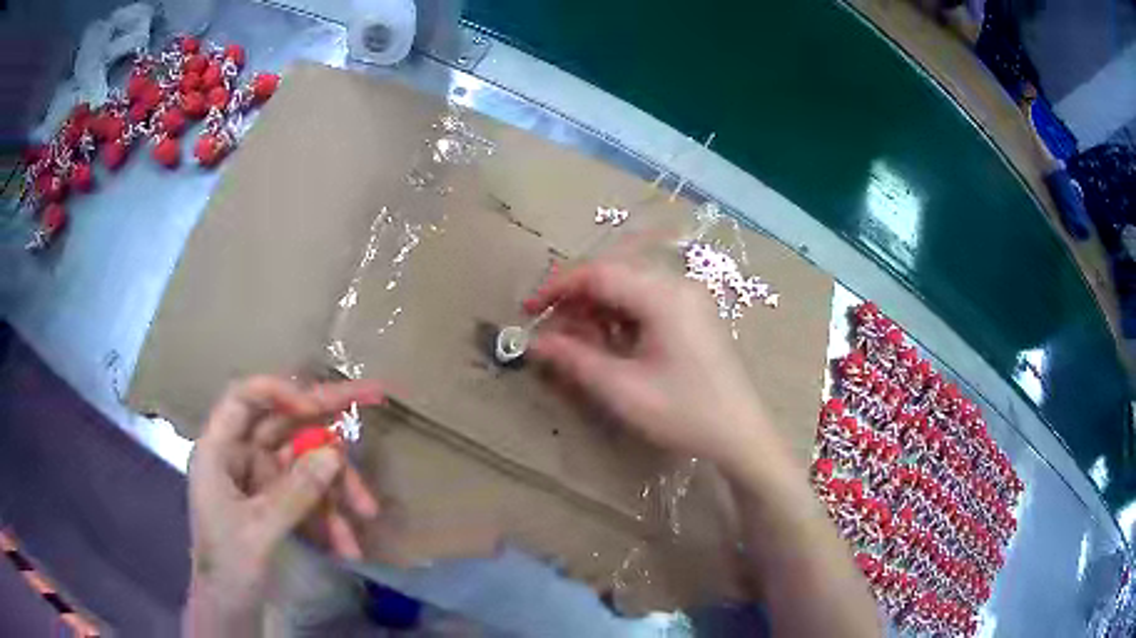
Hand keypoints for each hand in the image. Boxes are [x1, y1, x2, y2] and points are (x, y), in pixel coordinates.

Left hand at [185, 376, 381, 630]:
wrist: (230, 606)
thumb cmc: (228, 565)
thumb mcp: (260, 531)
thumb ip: (295, 492)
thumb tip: (335, 453)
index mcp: (219, 451)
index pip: (244, 399)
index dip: (280, 393)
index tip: (316, 408)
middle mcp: (240, 455)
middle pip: (284, 423)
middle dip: (326, 418)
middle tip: (373, 396)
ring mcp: (260, 478)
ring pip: (305, 463)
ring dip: (337, 487)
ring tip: (367, 513)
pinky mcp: (276, 501)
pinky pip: (309, 496)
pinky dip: (330, 516)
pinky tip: (348, 544)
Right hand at [528, 261, 772, 469]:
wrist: (741, 433)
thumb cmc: (684, 413)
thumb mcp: (622, 390)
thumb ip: (575, 359)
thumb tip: (535, 342)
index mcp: (664, 296)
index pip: (599, 273)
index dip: (557, 287)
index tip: (529, 311)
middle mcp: (678, 284)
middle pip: (614, 274)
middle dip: (577, 298)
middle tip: (552, 331)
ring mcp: (690, 297)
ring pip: (629, 286)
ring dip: (598, 307)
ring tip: (578, 341)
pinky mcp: (694, 313)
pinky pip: (647, 300)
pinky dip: (621, 315)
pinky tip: (611, 341)